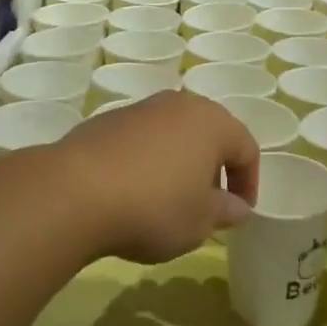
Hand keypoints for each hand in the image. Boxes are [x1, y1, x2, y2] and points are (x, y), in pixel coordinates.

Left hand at [54, 92, 258, 263]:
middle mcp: (179, 104)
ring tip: (169, 199)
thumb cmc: (155, 206)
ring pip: (174, 132)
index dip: (248, 182)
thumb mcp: (200, 221)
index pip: (246, 148)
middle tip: (207, 203)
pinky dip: (148, 160)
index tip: (238, 213)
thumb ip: (225, 211)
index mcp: (212, 122)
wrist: (77, 190)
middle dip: (214, 167)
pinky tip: (134, 190)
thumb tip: (236, 206)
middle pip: (210, 133)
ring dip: (180, 161)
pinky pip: (142, 139)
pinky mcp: (108, 119)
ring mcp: (141, 108)